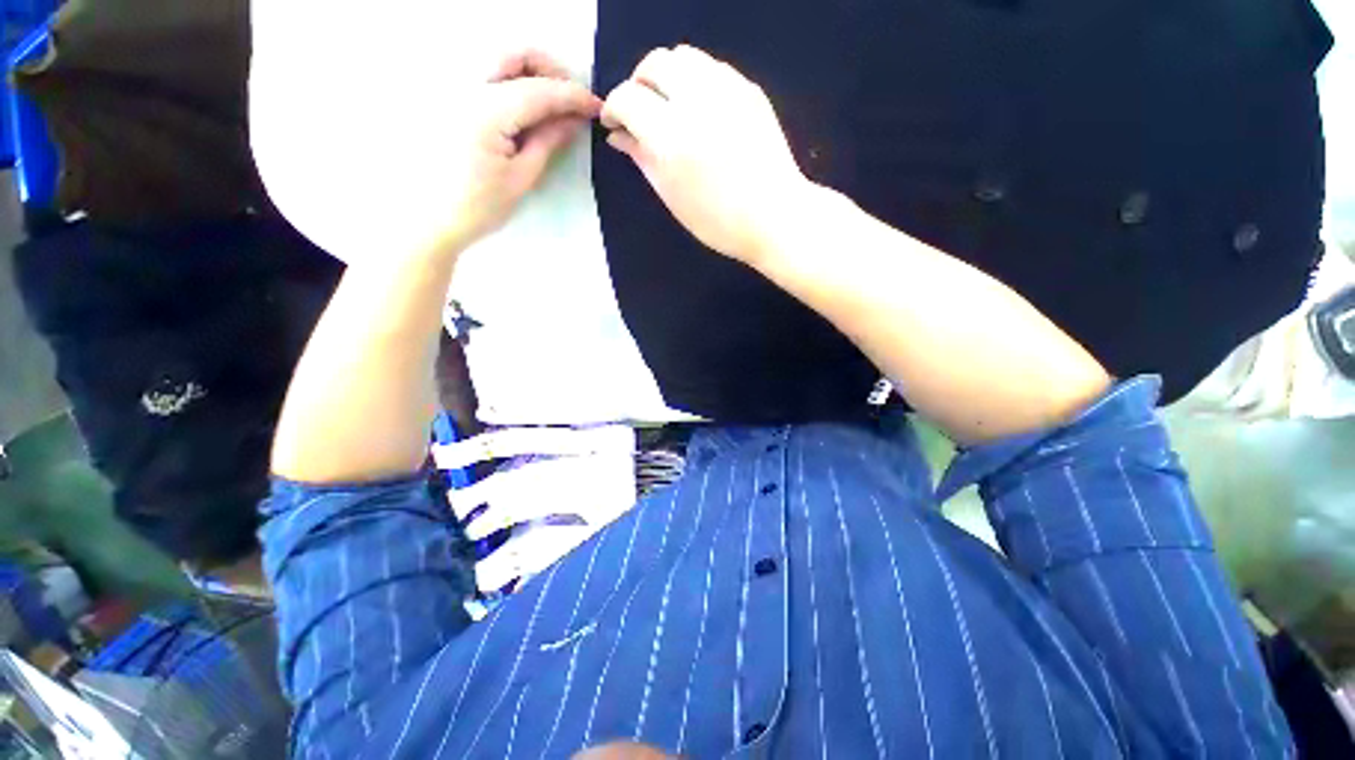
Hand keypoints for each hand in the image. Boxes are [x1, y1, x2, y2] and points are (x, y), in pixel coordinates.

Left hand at [411, 51, 600, 256]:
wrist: (431, 218)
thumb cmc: (479, 207)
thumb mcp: (521, 178)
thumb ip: (547, 142)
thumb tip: (573, 120)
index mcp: (486, 111)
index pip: (540, 90)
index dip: (573, 96)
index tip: (597, 107)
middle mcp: (466, 87)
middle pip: (515, 56)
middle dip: (551, 70)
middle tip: (572, 99)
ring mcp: (454, 89)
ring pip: (499, 60)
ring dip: (532, 72)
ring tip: (553, 102)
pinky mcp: (450, 98)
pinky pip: (487, 76)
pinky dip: (513, 81)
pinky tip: (527, 106)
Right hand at [601, 46, 812, 264]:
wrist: (775, 216)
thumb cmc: (719, 221)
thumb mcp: (672, 196)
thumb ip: (642, 159)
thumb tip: (618, 136)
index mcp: (671, 135)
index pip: (627, 98)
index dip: (614, 108)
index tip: (615, 124)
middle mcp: (696, 100)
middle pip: (654, 63)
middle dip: (639, 84)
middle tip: (640, 112)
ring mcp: (727, 89)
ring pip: (684, 57)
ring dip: (667, 76)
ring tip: (670, 106)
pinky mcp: (749, 89)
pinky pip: (712, 68)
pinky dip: (696, 81)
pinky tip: (700, 110)